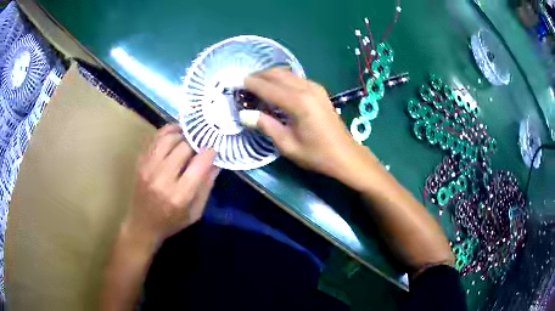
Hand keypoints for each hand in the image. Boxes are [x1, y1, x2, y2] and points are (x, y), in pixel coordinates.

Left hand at [126, 124, 218, 242]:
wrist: (142, 225)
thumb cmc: (171, 222)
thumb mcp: (195, 212)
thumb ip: (206, 186)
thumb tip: (216, 162)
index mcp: (179, 196)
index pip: (199, 164)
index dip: (210, 152)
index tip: (214, 150)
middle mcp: (162, 179)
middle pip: (183, 147)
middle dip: (196, 143)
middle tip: (201, 144)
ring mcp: (148, 168)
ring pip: (168, 138)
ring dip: (182, 134)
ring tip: (189, 136)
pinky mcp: (140, 163)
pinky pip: (155, 139)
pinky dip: (167, 132)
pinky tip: (176, 133)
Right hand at [243, 68, 363, 178]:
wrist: (346, 155)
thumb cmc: (317, 155)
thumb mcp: (288, 145)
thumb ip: (266, 126)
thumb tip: (244, 115)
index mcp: (298, 103)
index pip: (267, 87)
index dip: (250, 84)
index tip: (235, 83)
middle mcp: (307, 89)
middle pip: (277, 74)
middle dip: (258, 76)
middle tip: (244, 85)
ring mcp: (315, 88)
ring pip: (287, 74)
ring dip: (270, 76)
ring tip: (257, 86)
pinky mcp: (320, 91)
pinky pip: (296, 78)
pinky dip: (282, 80)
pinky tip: (276, 90)